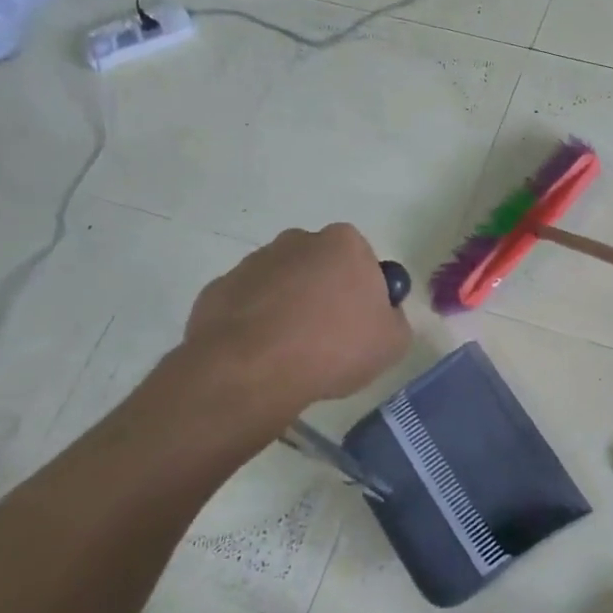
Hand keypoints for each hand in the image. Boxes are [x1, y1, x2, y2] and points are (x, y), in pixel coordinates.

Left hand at [173, 224, 411, 437]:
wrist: (251, 371)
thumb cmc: (334, 347)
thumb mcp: (393, 342)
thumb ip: (395, 319)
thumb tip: (382, 315)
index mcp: (343, 243)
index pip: (362, 260)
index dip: (364, 293)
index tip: (361, 324)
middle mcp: (297, 241)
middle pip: (319, 266)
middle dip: (324, 293)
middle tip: (329, 338)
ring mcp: (252, 263)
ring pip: (281, 284)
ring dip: (288, 308)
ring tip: (291, 353)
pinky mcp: (217, 290)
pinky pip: (247, 306)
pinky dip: (254, 324)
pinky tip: (260, 356)